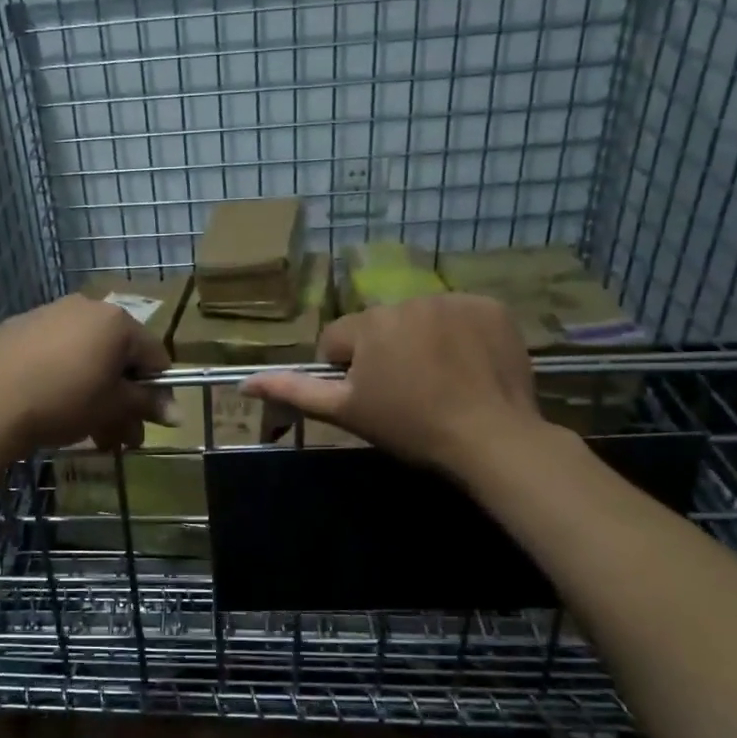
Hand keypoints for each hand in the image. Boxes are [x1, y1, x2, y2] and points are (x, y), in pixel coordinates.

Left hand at [0, 294, 172, 453]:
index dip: (158, 391)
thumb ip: (146, 404)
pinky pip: (53, 351)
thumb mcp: (112, 407)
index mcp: (115, 321)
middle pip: (117, 356)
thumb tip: (178, 414)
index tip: (149, 421)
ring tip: (89, 432)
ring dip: (94, 392)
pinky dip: (62, 375)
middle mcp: (85, 307)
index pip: (154, 355)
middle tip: (121, 437)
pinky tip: (51, 405)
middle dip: (122, 399)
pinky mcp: (18, 327)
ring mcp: (48, 313)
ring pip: (85, 355)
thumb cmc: (63, 402)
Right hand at [242, 293, 551, 478]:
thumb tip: (244, 384)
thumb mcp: (346, 412)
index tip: (373, 397)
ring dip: (423, 341)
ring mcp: (454, 300)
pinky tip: (471, 366)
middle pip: (381, 326)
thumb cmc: (410, 427)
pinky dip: (463, 335)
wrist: (492, 438)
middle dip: (386, 352)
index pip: (338, 340)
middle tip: (408, 393)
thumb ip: (293, 391)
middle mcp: (407, 299)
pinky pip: (463, 315)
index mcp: (368, 323)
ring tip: (443, 381)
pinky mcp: (491, 307)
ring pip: (421, 319)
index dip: (348, 371)